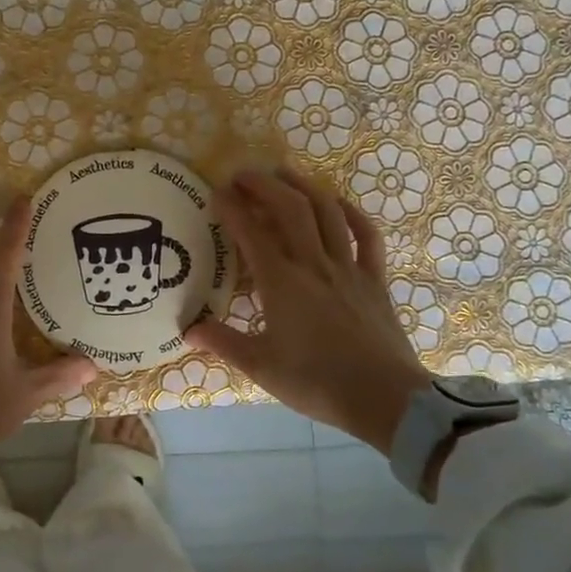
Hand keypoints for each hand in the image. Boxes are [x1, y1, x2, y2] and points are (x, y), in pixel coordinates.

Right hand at [187, 168, 431, 452]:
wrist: (384, 398)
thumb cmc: (316, 382)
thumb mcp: (260, 367)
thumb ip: (222, 342)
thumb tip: (187, 329)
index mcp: (282, 283)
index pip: (251, 233)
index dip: (232, 208)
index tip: (216, 191)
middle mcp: (314, 264)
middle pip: (290, 208)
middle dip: (264, 184)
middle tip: (243, 174)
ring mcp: (348, 268)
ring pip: (327, 212)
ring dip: (304, 186)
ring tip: (284, 173)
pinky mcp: (374, 280)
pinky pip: (366, 236)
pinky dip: (352, 213)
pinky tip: (338, 204)